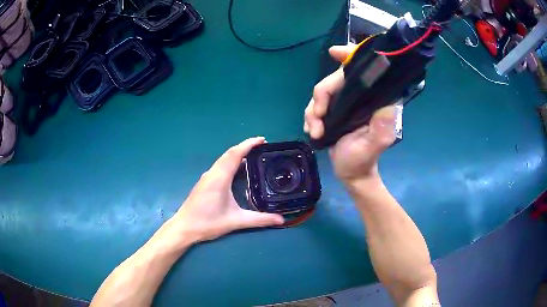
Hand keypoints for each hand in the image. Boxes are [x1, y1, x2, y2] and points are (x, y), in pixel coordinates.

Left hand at [171, 137, 283, 242]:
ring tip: (253, 155)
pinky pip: (220, 165)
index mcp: (220, 178)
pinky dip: (231, 161)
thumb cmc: (208, 223)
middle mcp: (212, 173)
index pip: (235, 154)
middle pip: (229, 153)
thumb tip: (281, 220)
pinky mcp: (204, 182)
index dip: (249, 144)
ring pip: (223, 159)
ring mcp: (207, 177)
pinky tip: (238, 169)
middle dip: (246, 147)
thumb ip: (259, 220)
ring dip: (238, 153)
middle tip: (262, 147)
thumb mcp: (236, 221)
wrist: (184, 227)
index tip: (263, 140)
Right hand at [304, 44, 396, 185]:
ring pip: (321, 93)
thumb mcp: (374, 146)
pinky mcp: (333, 111)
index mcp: (372, 100)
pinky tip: (312, 131)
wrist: (350, 173)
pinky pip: (315, 105)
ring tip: (314, 131)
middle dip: (321, 97)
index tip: (334, 52)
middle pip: (334, 80)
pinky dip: (310, 117)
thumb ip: (381, 128)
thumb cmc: (363, 160)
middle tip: (317, 120)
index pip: (363, 71)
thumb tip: (387, 105)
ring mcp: (344, 103)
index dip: (350, 56)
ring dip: (313, 112)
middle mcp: (358, 97)